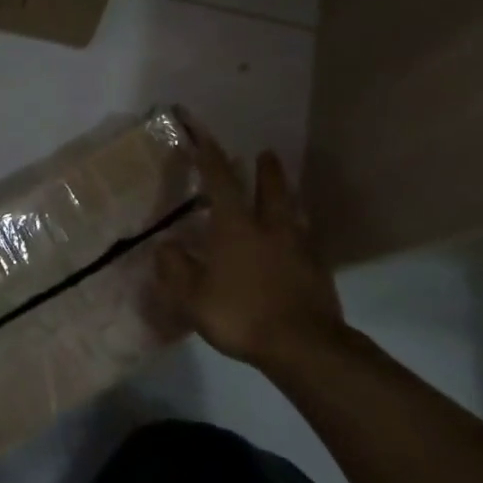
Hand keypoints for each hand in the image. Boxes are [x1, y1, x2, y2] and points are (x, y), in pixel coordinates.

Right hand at [156, 123, 347, 370]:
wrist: (303, 346)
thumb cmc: (241, 315)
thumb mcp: (193, 297)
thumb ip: (175, 270)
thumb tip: (164, 247)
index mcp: (236, 228)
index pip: (221, 182)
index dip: (210, 157)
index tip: (203, 136)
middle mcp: (270, 229)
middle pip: (271, 189)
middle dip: (266, 170)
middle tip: (264, 153)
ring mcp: (299, 248)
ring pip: (293, 212)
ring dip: (286, 195)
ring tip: (284, 190)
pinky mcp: (317, 270)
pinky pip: (306, 240)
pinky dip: (298, 231)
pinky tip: (296, 240)